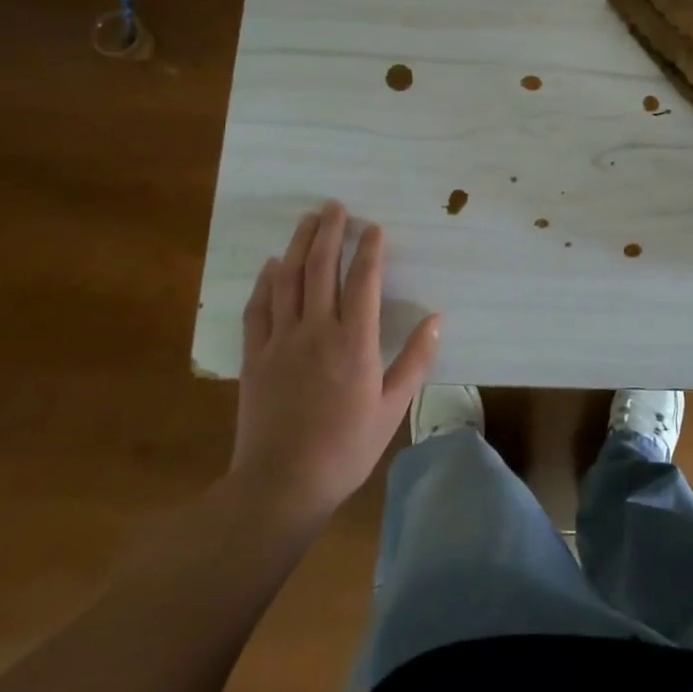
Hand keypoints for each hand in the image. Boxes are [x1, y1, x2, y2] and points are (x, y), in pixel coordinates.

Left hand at [229, 201, 439, 520]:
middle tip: (334, 206)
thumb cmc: (345, 448)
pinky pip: (258, 309)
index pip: (362, 281)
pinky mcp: (255, 358)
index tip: (373, 227)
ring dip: (297, 246)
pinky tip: (270, 267)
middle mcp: (316, 331)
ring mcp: (280, 342)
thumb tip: (437, 320)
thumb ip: (415, 360)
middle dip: (328, 233)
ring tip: (306, 221)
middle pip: (320, 269)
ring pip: (287, 281)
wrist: (281, 485)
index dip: (368, 250)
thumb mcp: (392, 408)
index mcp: (353, 341)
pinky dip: (265, 283)